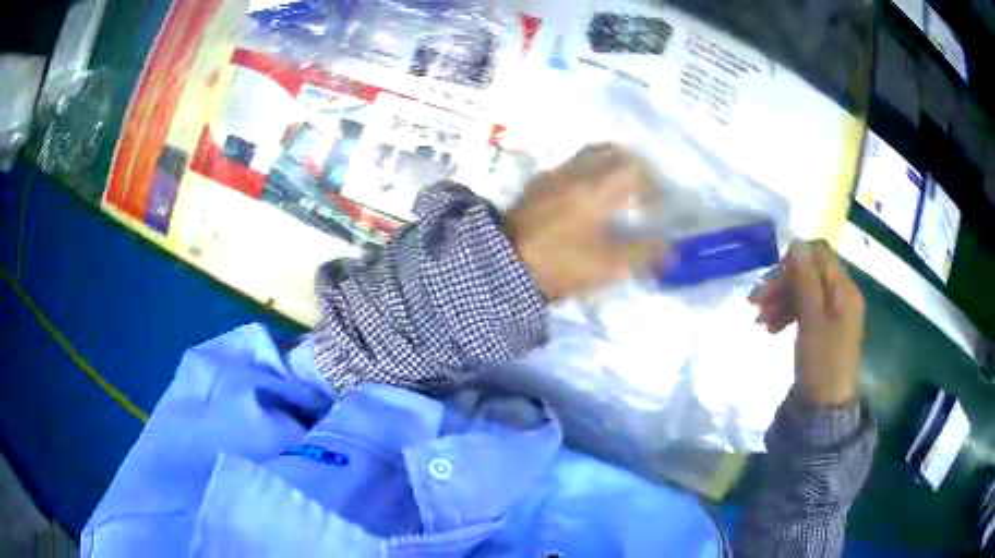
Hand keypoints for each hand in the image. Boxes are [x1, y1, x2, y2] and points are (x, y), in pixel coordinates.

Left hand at [504, 144, 663, 301]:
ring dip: (609, 167)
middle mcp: (576, 172)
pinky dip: (587, 174)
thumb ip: (643, 253)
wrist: (502, 265)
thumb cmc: (559, 263)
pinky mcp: (537, 186)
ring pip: (589, 156)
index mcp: (597, 186)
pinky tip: (586, 200)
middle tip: (641, 191)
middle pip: (612, 152)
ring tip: (616, 193)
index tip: (657, 205)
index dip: (653, 184)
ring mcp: (553, 176)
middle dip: (633, 167)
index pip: (635, 168)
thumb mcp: (608, 265)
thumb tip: (670, 250)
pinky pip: (570, 168)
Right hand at [749, 240, 864, 406]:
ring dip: (781, 300)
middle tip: (755, 302)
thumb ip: (806, 280)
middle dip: (782, 283)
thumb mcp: (812, 319)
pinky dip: (787, 313)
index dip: (793, 261)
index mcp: (843, 289)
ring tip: (760, 320)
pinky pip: (805, 309)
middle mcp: (841, 295)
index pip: (818, 254)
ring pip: (804, 291)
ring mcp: (833, 312)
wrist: (825, 407)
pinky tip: (771, 328)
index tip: (770, 280)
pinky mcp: (824, 328)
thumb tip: (797, 242)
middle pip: (809, 273)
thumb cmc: (821, 362)